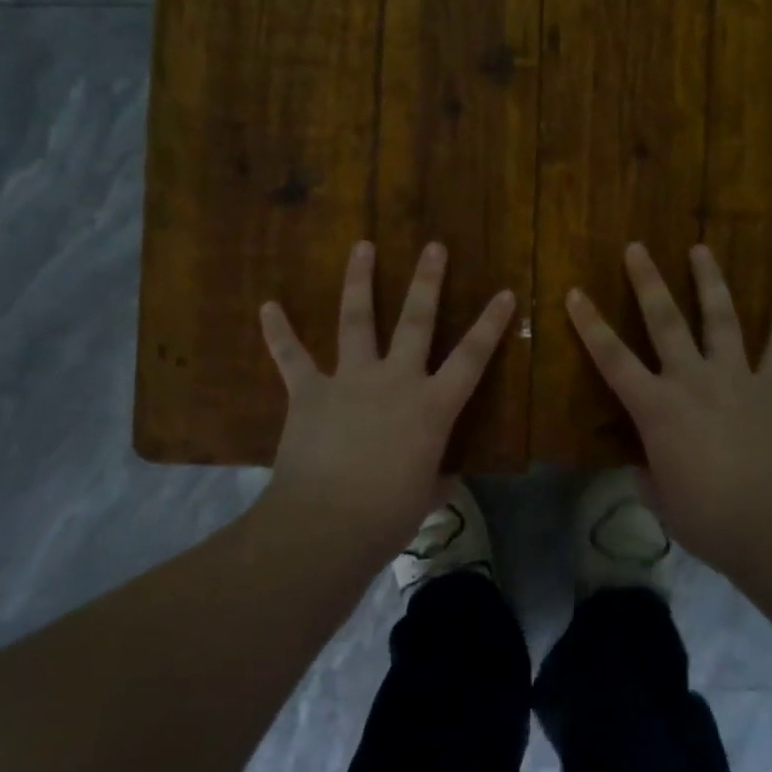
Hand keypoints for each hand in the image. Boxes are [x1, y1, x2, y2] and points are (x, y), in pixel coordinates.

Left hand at [256, 240, 515, 561]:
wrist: (326, 525)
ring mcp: (350, 380)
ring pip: (357, 319)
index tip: (504, 292)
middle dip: (427, 281)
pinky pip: (291, 356)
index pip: (472, 358)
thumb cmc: (387, 517)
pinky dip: (278, 331)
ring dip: (359, 280)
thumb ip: (438, 478)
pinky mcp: (310, 391)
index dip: (491, 324)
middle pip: (416, 320)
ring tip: (363, 245)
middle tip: (434, 246)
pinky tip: (268, 306)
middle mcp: (395, 380)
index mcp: (432, 407)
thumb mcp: (426, 498)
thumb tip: (447, 477)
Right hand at [566, 242, 771, 568]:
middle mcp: (692, 380)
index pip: (612, 358)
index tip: (575, 293)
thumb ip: (650, 473)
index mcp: (657, 408)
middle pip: (664, 321)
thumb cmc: (710, 520)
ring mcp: (737, 379)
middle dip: (647, 281)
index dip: (590, 325)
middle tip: (636, 247)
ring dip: (709, 281)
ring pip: (720, 319)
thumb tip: (649, 465)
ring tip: (701, 248)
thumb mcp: (663, 500)